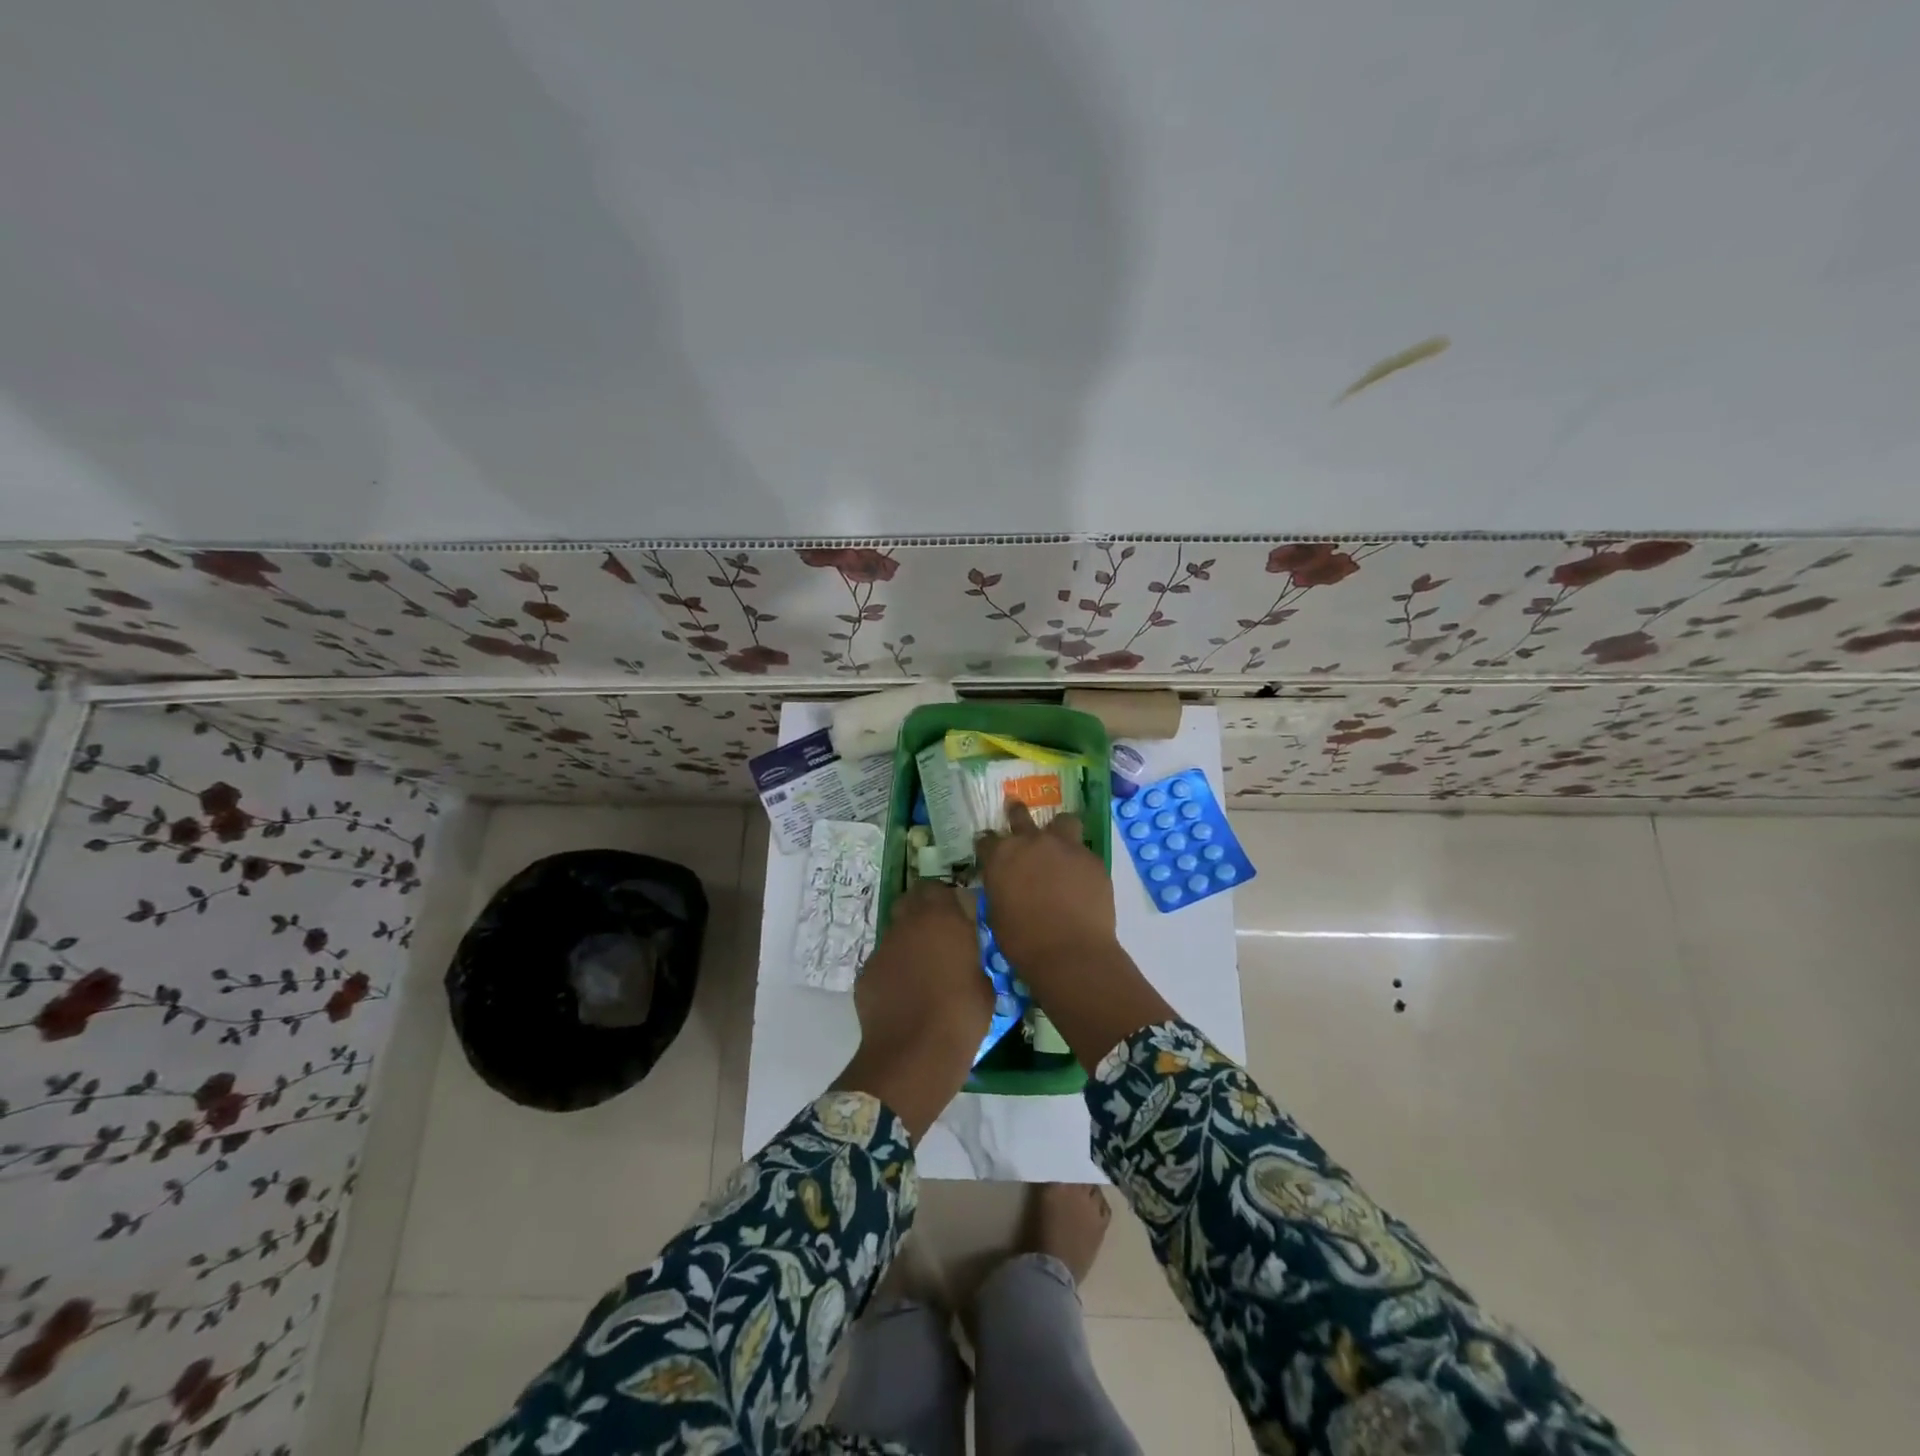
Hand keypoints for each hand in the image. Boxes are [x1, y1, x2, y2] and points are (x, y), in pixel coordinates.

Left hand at [832, 882, 991, 1139]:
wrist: (914, 1055)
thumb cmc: (961, 1016)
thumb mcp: (984, 982)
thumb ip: (972, 956)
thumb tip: (966, 954)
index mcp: (941, 918)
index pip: (937, 888)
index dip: (945, 899)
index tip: (957, 916)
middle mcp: (908, 924)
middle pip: (910, 901)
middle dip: (922, 911)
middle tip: (939, 936)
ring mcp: (882, 948)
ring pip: (896, 933)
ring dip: (908, 944)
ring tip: (922, 974)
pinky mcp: (866, 973)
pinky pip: (883, 963)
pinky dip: (893, 972)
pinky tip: (904, 998)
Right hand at [977, 801, 1173, 1072]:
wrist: (1070, 953)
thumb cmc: (1022, 942)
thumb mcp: (997, 913)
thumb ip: (1000, 888)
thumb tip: (1006, 883)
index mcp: (1000, 856)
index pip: (986, 839)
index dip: (987, 845)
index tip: (988, 849)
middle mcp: (1031, 842)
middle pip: (1020, 815)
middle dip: (1016, 813)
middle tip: (1015, 811)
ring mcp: (1065, 846)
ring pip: (1062, 821)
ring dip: (1057, 829)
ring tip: (1060, 841)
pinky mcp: (1092, 858)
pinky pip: (1083, 851)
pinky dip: (1079, 860)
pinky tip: (1081, 878)